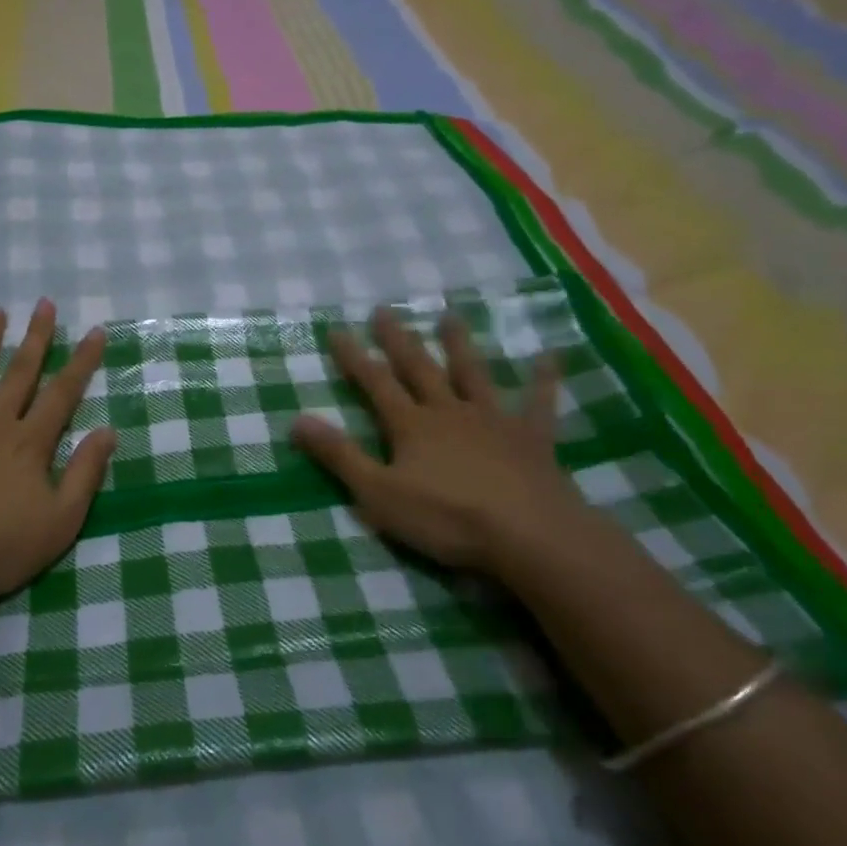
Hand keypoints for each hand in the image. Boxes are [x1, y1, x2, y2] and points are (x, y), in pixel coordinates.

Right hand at [290, 307, 589, 580]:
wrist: (528, 535)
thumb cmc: (447, 517)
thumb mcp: (378, 493)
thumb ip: (339, 456)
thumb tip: (296, 421)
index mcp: (411, 426)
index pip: (375, 384)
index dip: (354, 358)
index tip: (337, 330)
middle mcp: (449, 412)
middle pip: (420, 368)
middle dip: (398, 340)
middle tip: (384, 309)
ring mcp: (493, 421)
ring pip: (472, 375)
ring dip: (460, 345)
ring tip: (450, 315)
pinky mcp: (531, 440)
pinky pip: (538, 404)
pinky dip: (543, 379)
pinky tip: (550, 356)